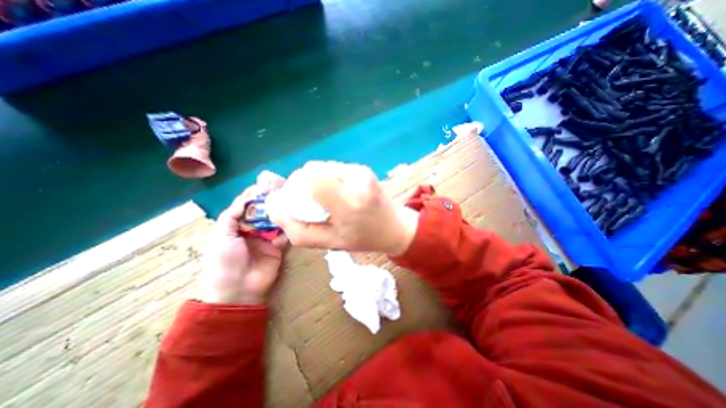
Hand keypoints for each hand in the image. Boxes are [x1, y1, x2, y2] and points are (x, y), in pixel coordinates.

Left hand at [198, 170, 290, 304]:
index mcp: (237, 227)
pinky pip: (286, 234)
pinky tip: (295, 216)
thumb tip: (245, 199)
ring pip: (276, 221)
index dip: (254, 196)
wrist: (239, 289)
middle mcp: (253, 230)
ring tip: (291, 199)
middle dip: (271, 201)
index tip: (264, 184)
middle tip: (282, 188)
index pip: (247, 207)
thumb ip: (231, 217)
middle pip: (263, 212)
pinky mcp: (279, 246)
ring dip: (282, 211)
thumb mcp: (221, 237)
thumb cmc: (225, 262)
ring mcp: (268, 238)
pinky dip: (290, 226)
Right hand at [265, 161, 416, 254]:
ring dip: (315, 181)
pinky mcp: (363, 168)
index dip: (294, 187)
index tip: (296, 202)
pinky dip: (327, 178)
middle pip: (312, 169)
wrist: (394, 227)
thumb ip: (297, 229)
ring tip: (326, 198)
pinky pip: (333, 168)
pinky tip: (337, 192)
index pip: (309, 178)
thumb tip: (274, 205)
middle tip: (311, 203)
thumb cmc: (362, 238)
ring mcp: (361, 171)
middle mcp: (356, 180)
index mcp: (348, 202)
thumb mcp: (328, 243)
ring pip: (321, 167)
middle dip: (302, 184)